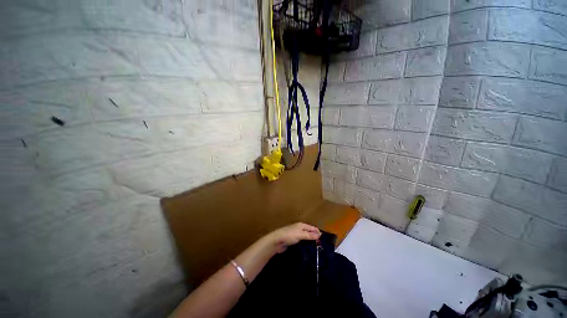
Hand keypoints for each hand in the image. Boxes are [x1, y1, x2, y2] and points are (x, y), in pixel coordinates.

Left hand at [265, 222, 320, 253]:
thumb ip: (309, 235)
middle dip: (315, 238)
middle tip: (322, 246)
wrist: (277, 241)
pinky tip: (309, 251)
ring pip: (306, 238)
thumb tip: (319, 234)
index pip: (313, 228)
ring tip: (317, 250)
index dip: (318, 233)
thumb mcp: (300, 234)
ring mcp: (297, 235)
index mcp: (302, 225)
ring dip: (311, 242)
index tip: (324, 241)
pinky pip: (302, 242)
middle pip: (310, 232)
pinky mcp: (294, 241)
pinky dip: (306, 245)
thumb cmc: (289, 235)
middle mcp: (300, 229)